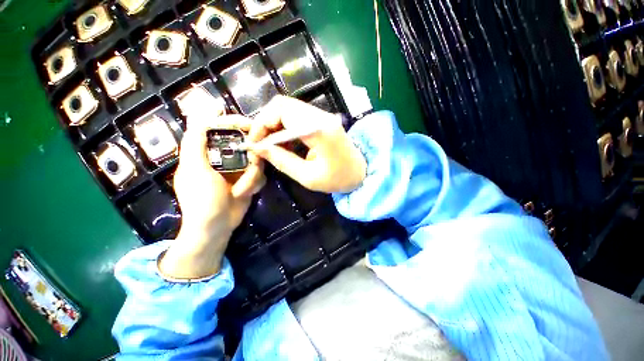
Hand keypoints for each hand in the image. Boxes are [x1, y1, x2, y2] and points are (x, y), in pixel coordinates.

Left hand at [159, 115, 264, 279]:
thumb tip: (199, 116)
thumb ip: (194, 143)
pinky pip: (259, 174)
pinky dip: (255, 183)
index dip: (234, 122)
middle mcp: (223, 157)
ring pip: (255, 161)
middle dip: (250, 156)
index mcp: (206, 152)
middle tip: (253, 165)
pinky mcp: (248, 179)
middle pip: (244, 144)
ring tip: (242, 189)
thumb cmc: (202, 199)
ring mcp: (238, 169)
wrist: (217, 226)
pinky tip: (246, 193)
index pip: (220, 128)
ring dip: (252, 175)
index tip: (250, 124)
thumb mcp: (194, 170)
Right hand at [249, 95, 365, 193]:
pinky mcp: (322, 120)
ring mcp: (322, 116)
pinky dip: (283, 125)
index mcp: (318, 129)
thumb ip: (281, 160)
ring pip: (287, 108)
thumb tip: (258, 148)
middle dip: (265, 123)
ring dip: (273, 124)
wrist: (360, 173)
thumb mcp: (307, 176)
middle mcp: (320, 116)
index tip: (254, 144)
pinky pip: (296, 115)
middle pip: (282, 104)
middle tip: (260, 144)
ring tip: (269, 145)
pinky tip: (282, 141)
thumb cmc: (337, 179)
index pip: (280, 110)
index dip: (261, 124)